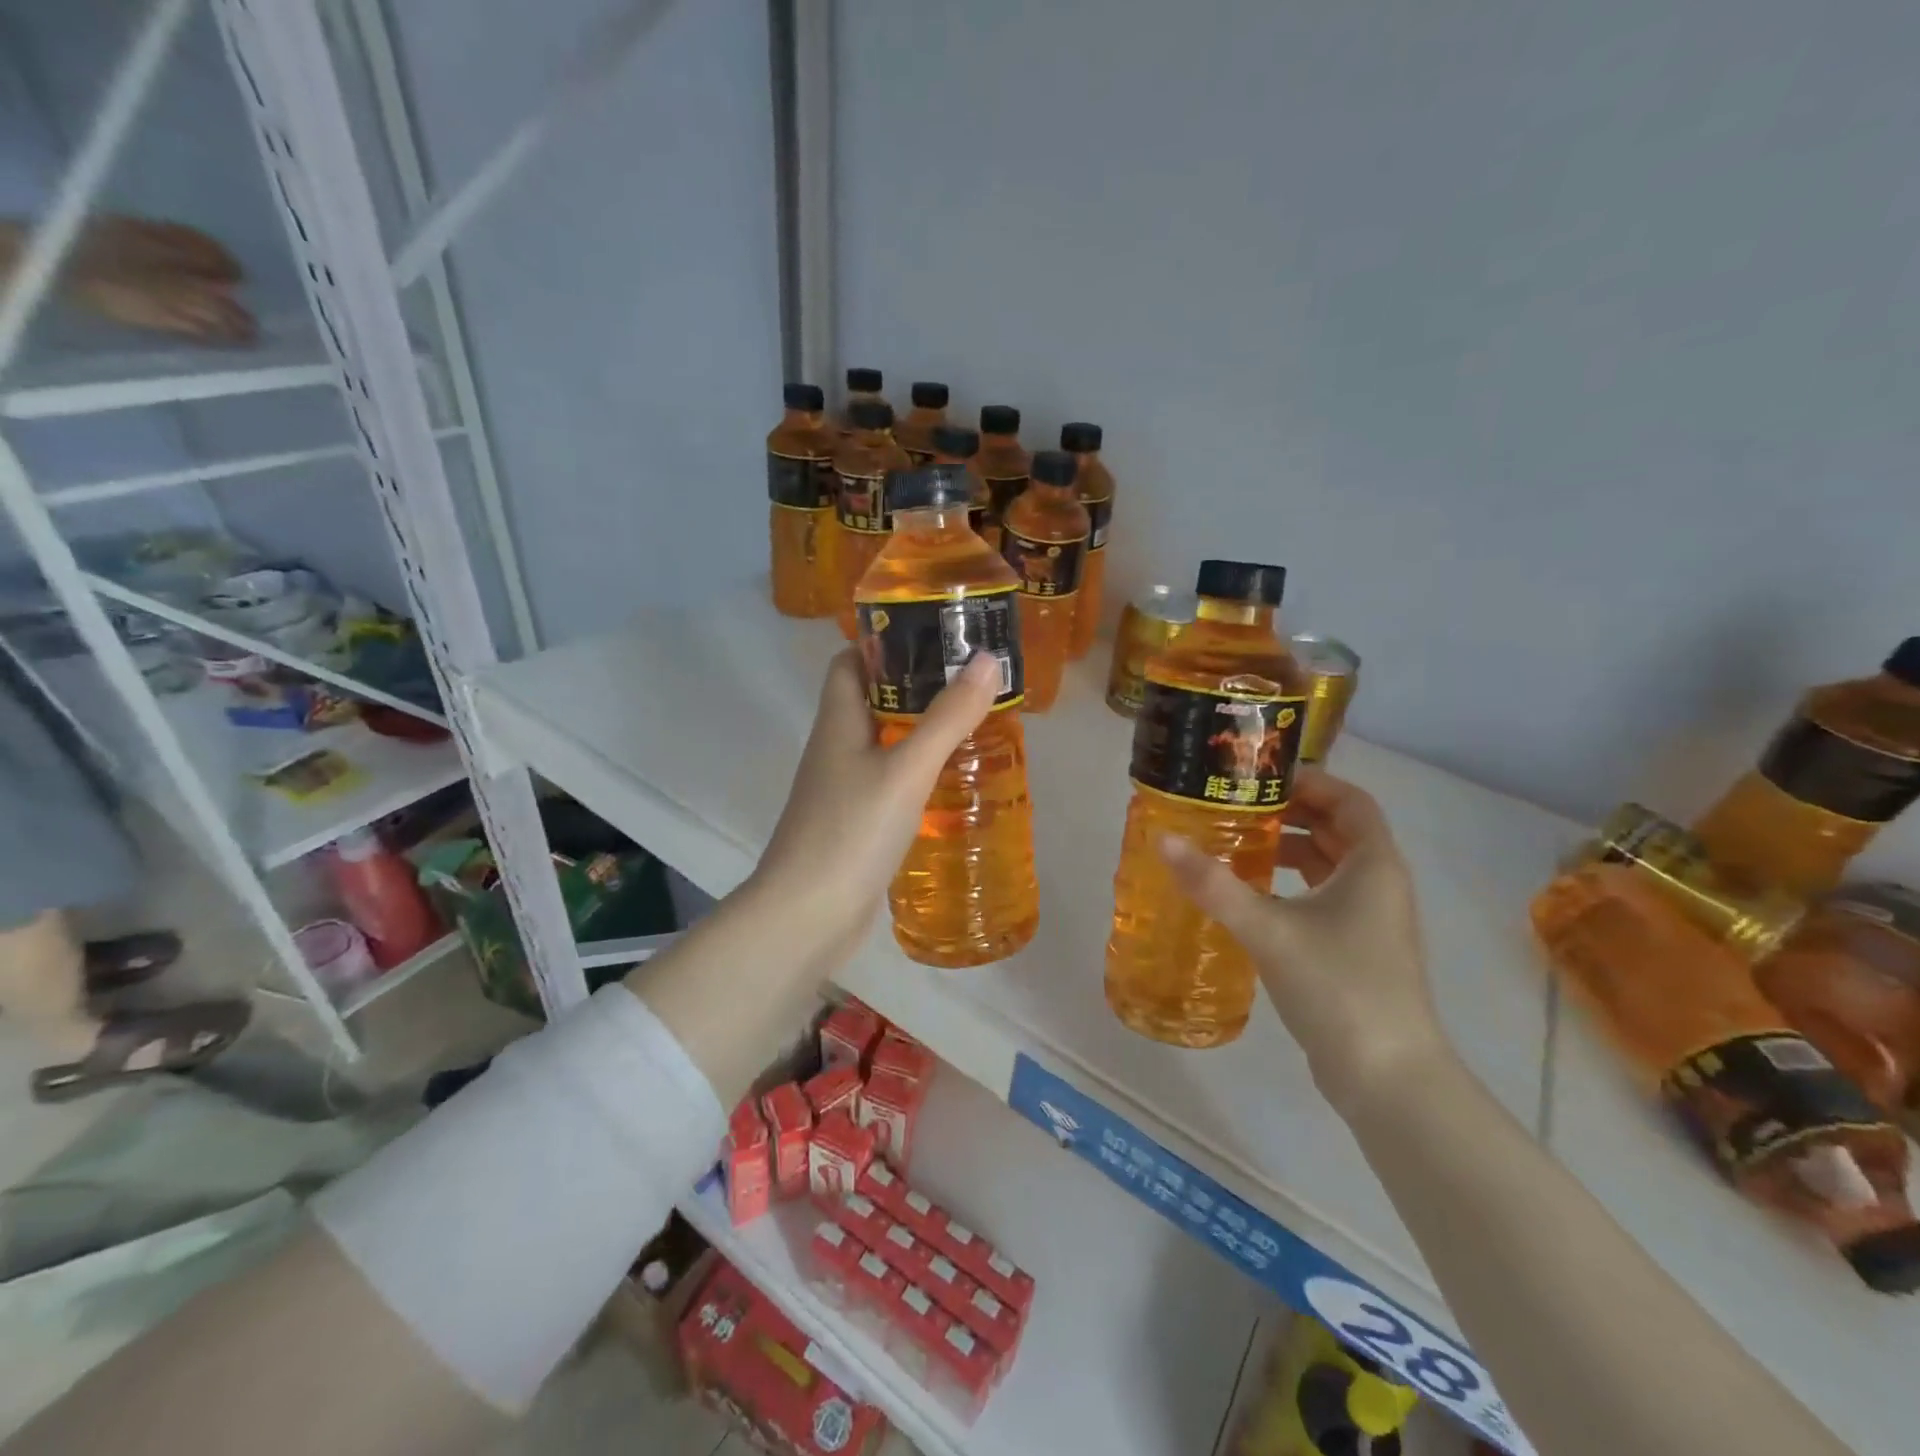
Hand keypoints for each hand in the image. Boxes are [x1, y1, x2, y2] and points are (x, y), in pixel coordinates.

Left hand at [750, 648, 998, 957]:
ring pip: (883, 745)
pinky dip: (917, 776)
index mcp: (838, 722)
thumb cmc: (851, 831)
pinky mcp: (854, 825)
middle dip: (916, 689)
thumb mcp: (906, 769)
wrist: (807, 917)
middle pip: (871, 701)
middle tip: (970, 685)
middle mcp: (835, 749)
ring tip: (972, 728)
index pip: (849, 662)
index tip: (934, 637)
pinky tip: (951, 785)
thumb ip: (947, 717)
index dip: (884, 643)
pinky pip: (888, 785)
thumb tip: (986, 659)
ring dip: (920, 734)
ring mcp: (842, 790)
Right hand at [1160, 767, 1450, 1112]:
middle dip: (1290, 813)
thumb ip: (1214, 884)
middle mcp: (1379, 885)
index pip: (1350, 800)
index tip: (1259, 778)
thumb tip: (1163, 840)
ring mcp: (1372, 920)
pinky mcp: (1357, 950)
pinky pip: (1324, 897)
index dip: (1309, 781)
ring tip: (1237, 846)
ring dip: (1289, 849)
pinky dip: (1291, 885)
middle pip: (1337, 830)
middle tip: (1236, 808)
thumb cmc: (1338, 987)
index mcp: (1374, 865)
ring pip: (1330, 866)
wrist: (1388, 1078)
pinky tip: (1252, 898)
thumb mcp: (1268, 929)